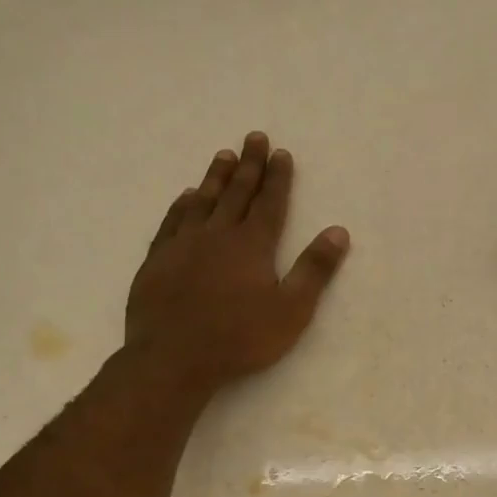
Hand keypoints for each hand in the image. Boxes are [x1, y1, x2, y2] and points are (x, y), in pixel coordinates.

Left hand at [125, 132, 349, 398]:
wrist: (173, 358)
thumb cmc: (239, 339)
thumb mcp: (291, 310)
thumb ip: (314, 270)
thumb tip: (338, 232)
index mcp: (252, 245)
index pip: (270, 203)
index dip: (278, 178)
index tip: (282, 153)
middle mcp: (217, 234)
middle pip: (237, 192)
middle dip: (249, 165)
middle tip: (254, 137)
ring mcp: (183, 245)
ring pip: (203, 201)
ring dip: (215, 177)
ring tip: (223, 155)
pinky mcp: (158, 260)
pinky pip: (172, 221)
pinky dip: (181, 205)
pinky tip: (186, 197)